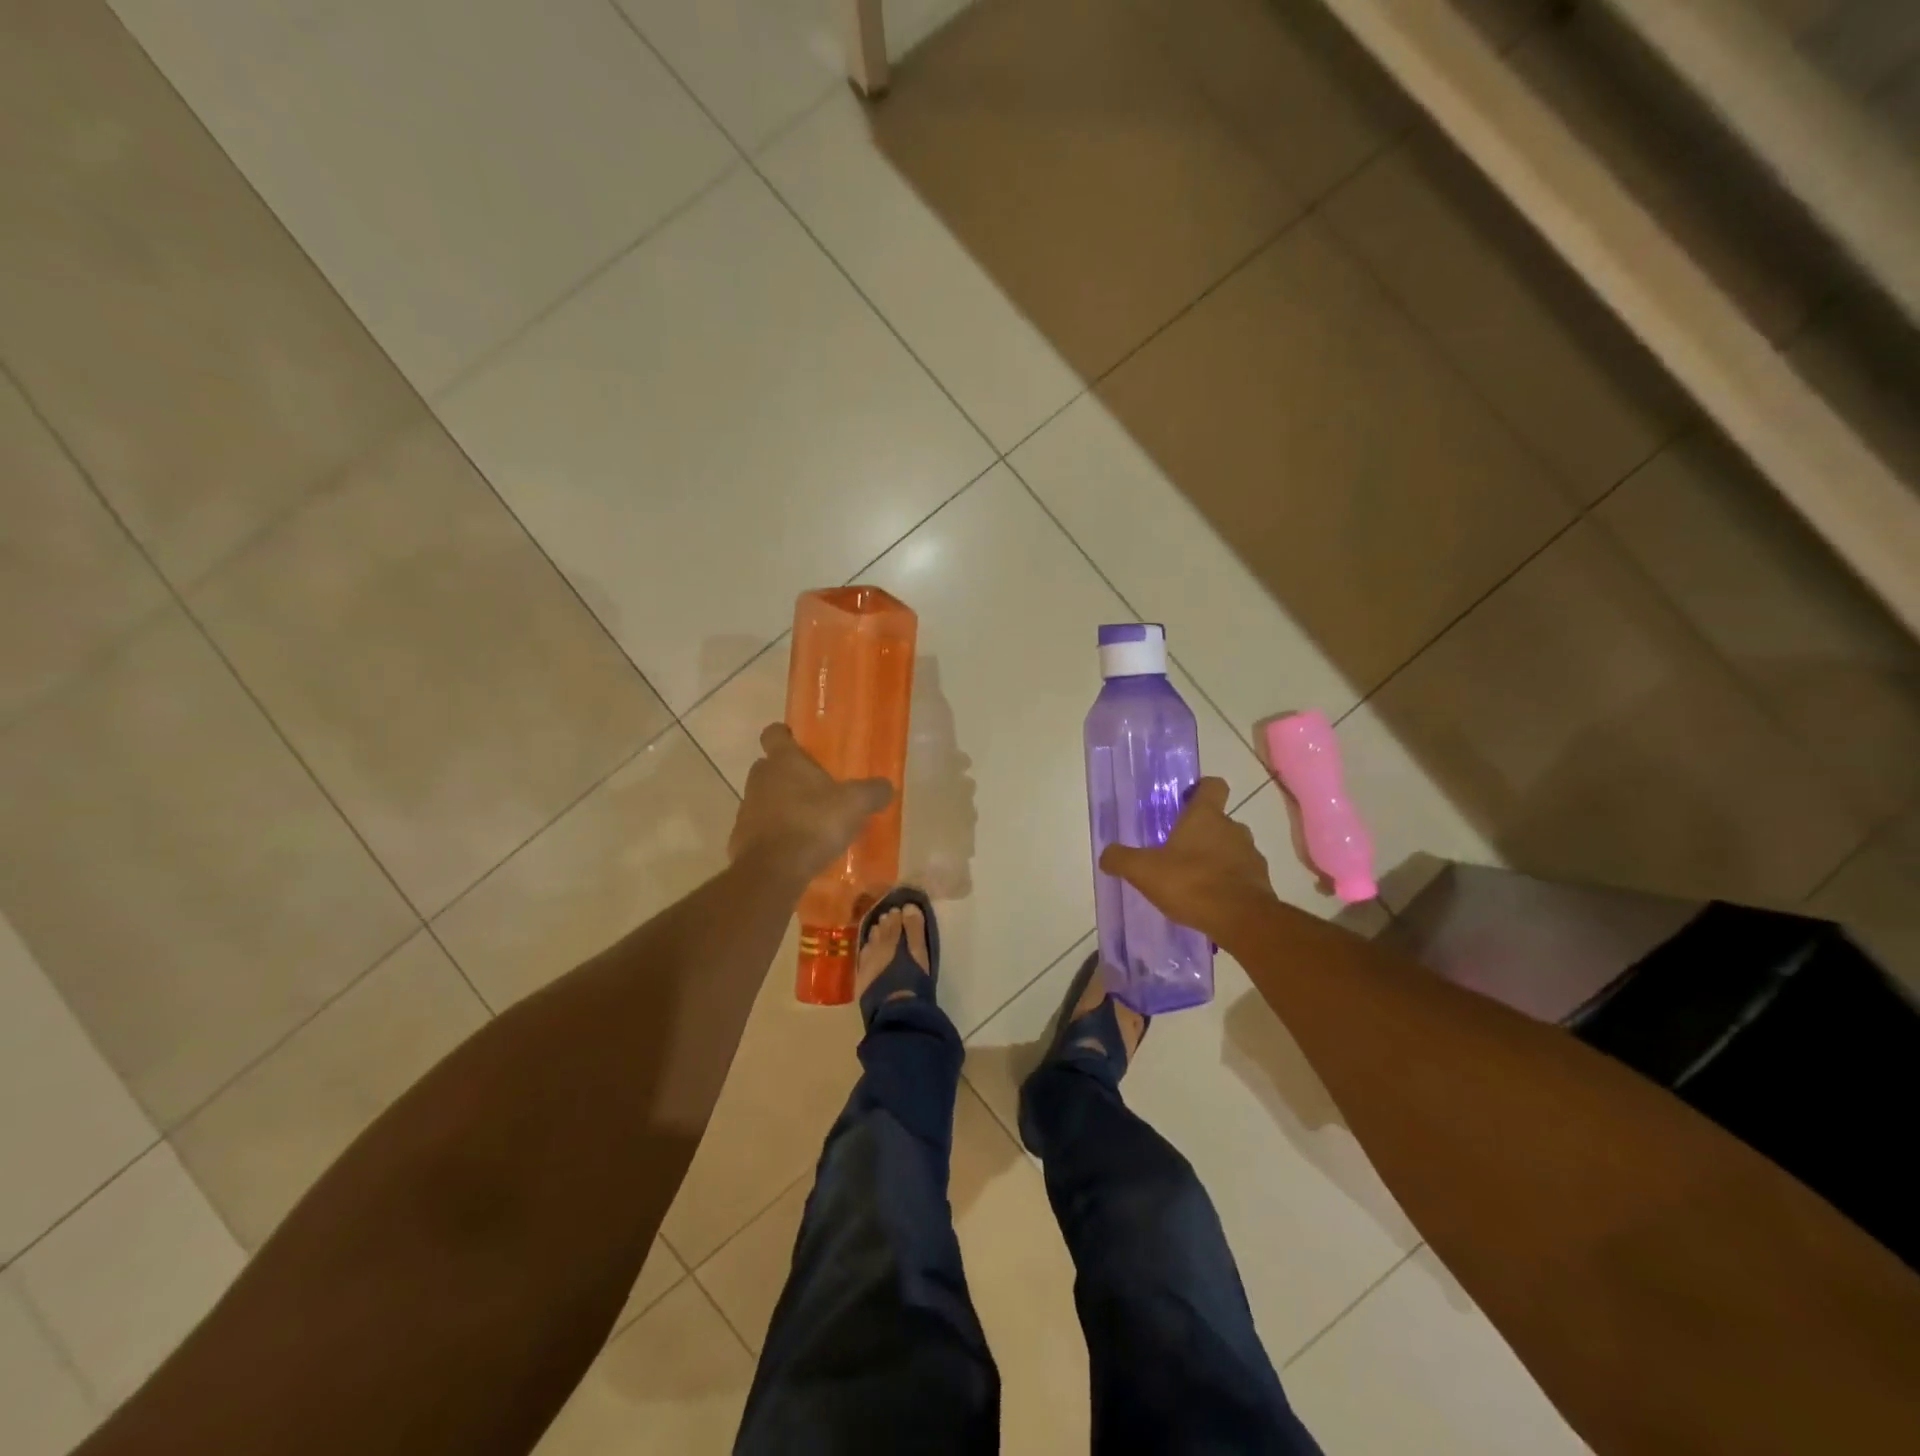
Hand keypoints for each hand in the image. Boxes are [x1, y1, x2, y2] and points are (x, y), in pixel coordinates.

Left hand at [730, 724, 892, 887]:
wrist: (774, 871)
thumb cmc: (814, 824)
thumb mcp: (855, 804)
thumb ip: (873, 791)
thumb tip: (885, 787)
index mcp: (783, 761)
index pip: (774, 733)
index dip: (785, 735)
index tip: (798, 742)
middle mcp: (759, 779)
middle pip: (768, 767)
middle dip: (787, 774)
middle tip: (814, 787)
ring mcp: (747, 810)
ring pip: (763, 798)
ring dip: (781, 805)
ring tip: (808, 822)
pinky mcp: (741, 839)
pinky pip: (760, 829)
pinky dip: (774, 834)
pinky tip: (796, 848)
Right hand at [1099, 778, 1276, 940]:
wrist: (1241, 920)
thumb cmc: (1191, 883)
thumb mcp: (1143, 871)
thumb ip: (1121, 859)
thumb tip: (1106, 855)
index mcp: (1206, 816)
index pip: (1213, 786)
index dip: (1200, 790)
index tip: (1185, 802)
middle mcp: (1233, 829)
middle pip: (1219, 820)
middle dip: (1201, 832)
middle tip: (1178, 850)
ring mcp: (1251, 856)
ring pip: (1231, 848)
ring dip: (1216, 858)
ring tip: (1193, 880)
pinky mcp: (1261, 883)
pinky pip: (1241, 876)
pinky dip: (1228, 883)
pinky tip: (1210, 901)